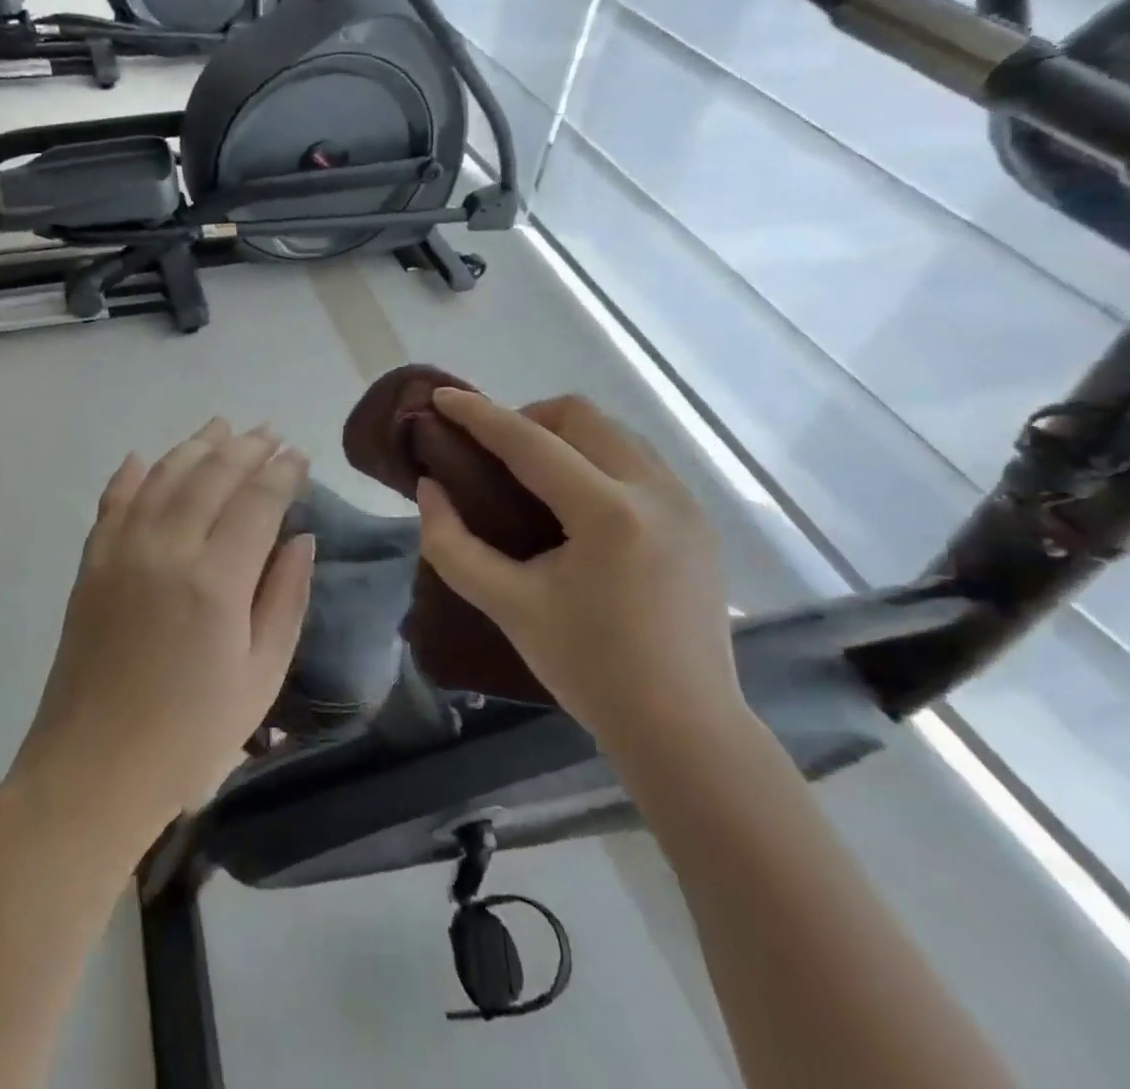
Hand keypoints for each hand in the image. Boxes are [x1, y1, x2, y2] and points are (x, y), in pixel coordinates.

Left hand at [14, 421, 314, 841]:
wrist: (93, 771)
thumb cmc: (190, 736)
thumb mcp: (261, 676)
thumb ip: (286, 598)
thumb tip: (302, 539)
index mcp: (217, 581)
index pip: (258, 501)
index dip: (282, 471)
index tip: (299, 454)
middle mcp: (167, 550)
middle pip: (211, 475)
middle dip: (246, 448)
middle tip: (269, 433)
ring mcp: (121, 553)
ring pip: (162, 477)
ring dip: (194, 446)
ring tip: (220, 427)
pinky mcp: (90, 566)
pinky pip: (111, 503)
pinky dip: (129, 475)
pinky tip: (142, 457)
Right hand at [414, 390, 738, 757]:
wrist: (686, 731)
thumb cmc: (590, 670)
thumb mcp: (508, 607)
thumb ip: (453, 544)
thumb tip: (430, 489)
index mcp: (608, 513)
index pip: (530, 442)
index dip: (479, 415)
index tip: (441, 398)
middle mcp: (656, 491)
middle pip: (581, 417)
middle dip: (527, 420)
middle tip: (493, 456)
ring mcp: (686, 503)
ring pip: (615, 432)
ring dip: (566, 437)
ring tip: (533, 477)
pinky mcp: (699, 520)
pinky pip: (639, 461)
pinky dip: (597, 460)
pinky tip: (577, 504)